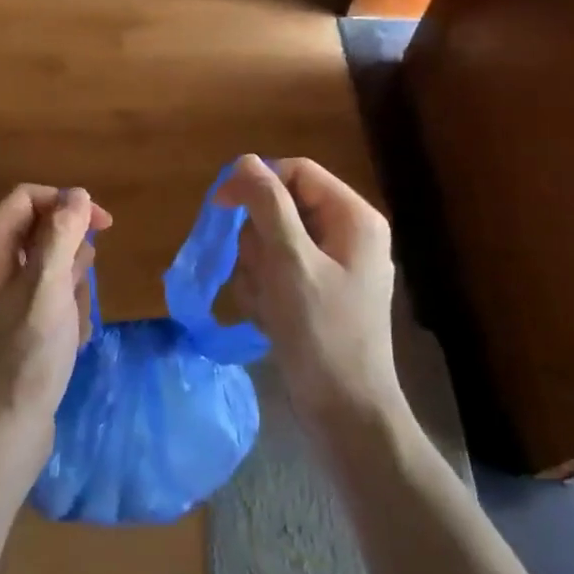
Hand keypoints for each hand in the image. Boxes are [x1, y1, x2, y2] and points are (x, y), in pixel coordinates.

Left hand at [0, 185, 109, 473]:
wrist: (2, 432)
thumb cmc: (26, 355)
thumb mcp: (49, 287)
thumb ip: (62, 234)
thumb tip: (78, 193)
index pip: (27, 199)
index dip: (66, 203)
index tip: (103, 226)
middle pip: (41, 233)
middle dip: (71, 256)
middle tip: (78, 289)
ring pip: (50, 269)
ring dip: (73, 289)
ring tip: (73, 322)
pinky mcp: (13, 327)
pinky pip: (48, 301)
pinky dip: (65, 313)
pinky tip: (72, 341)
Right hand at [215, 155, 403, 425]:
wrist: (345, 412)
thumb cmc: (321, 332)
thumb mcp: (290, 261)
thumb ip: (267, 205)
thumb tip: (244, 161)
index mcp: (352, 217)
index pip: (295, 173)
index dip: (256, 183)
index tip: (220, 207)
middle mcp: (346, 234)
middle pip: (279, 208)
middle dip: (257, 241)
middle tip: (262, 275)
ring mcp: (332, 266)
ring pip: (270, 242)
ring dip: (256, 271)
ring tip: (267, 305)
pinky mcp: (316, 293)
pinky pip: (275, 272)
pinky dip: (263, 292)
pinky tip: (270, 319)